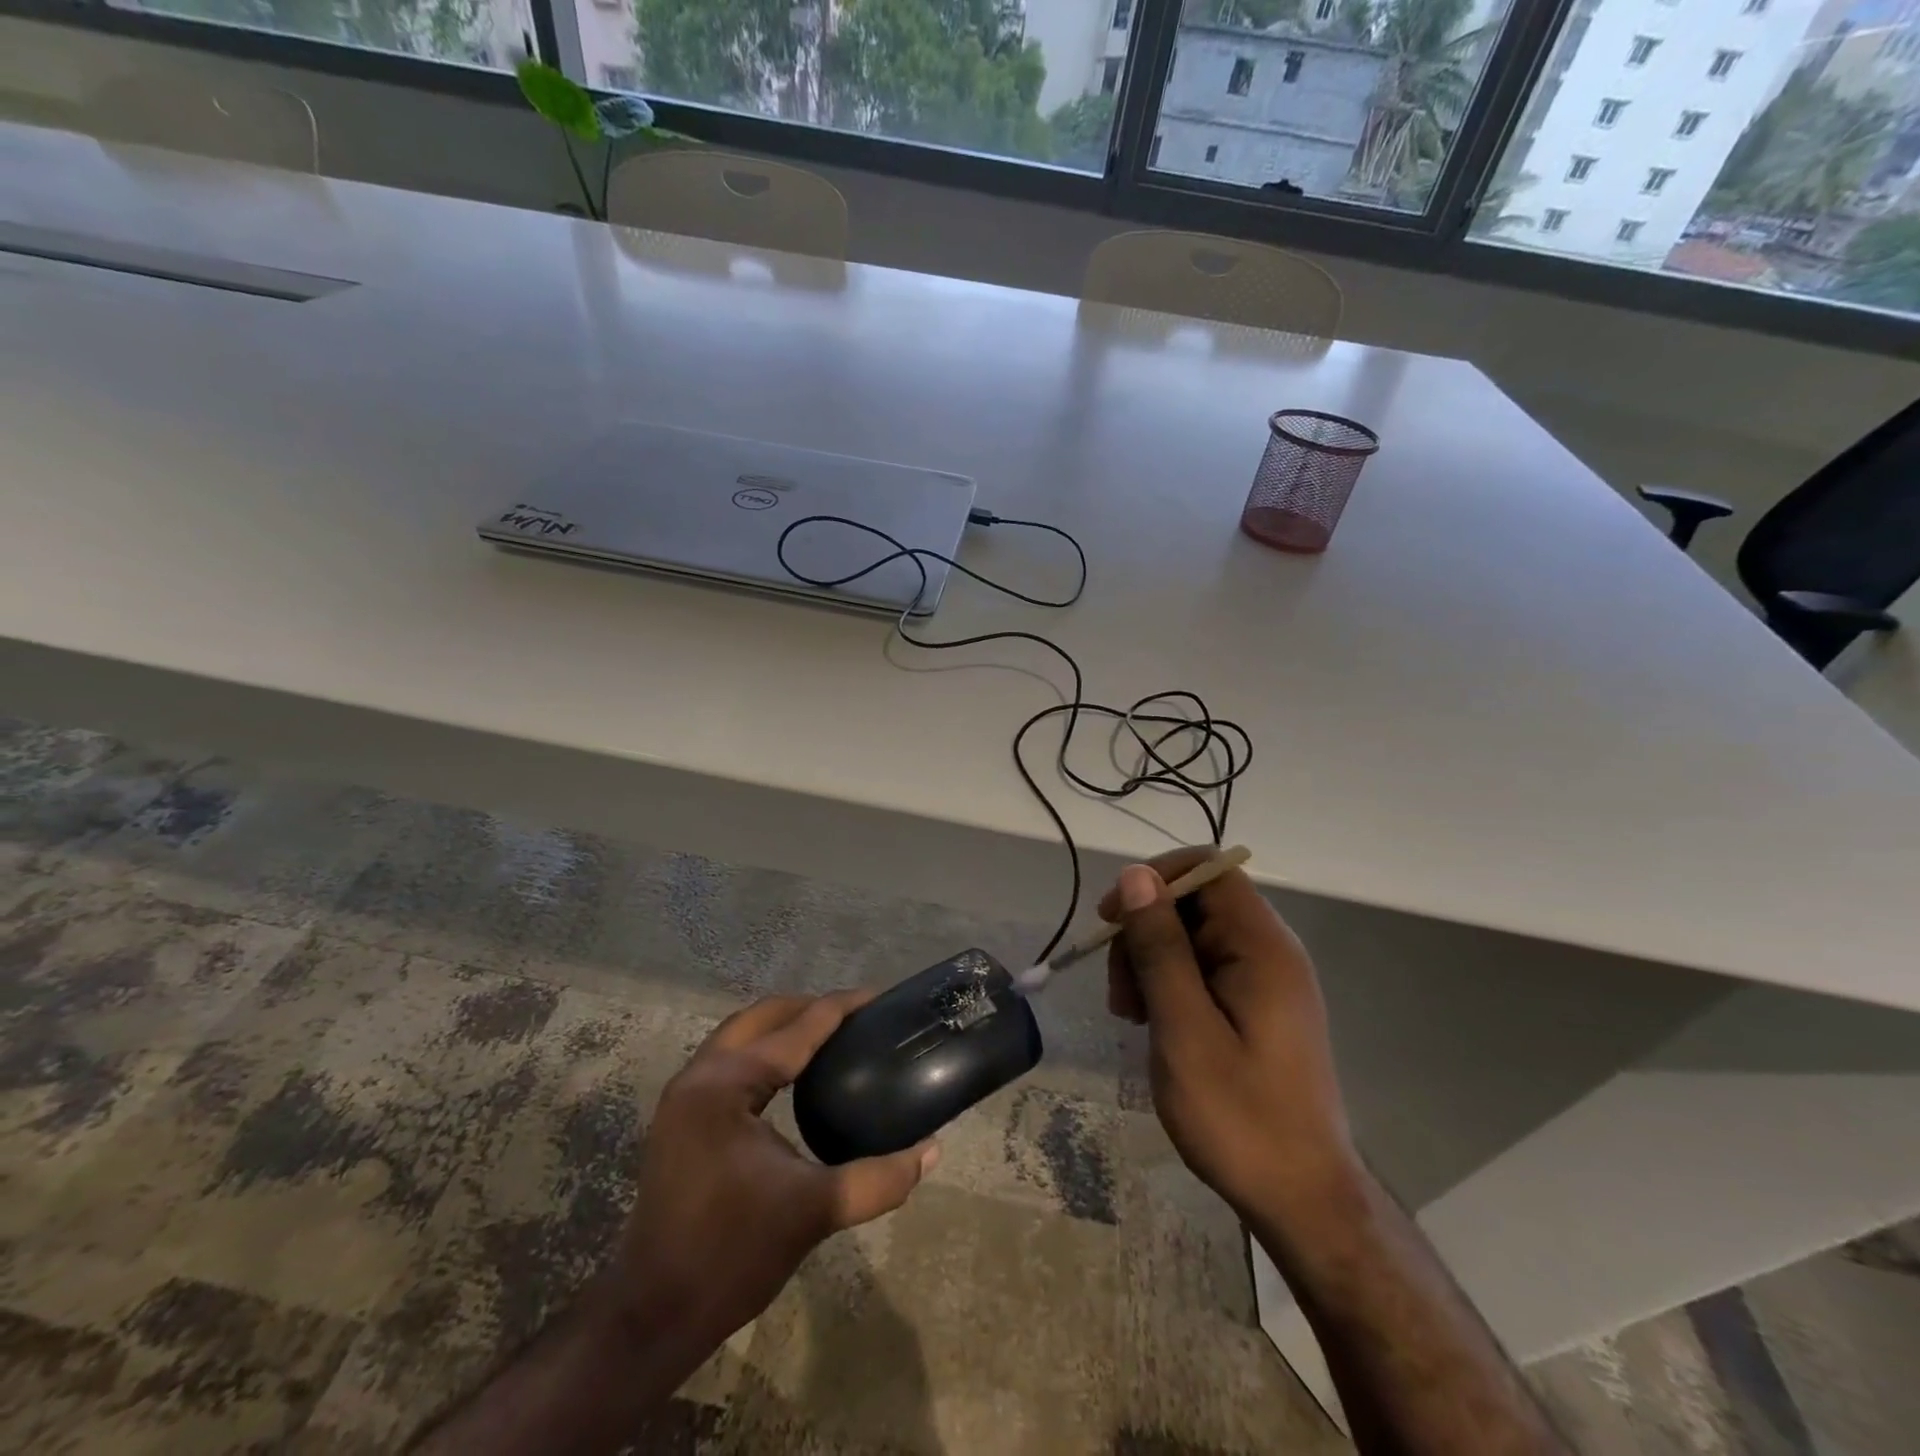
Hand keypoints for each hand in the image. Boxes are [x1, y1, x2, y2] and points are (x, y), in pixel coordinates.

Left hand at [591, 991, 938, 1361]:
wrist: (653, 1315)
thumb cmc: (731, 1254)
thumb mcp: (813, 1211)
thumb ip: (878, 1179)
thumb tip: (932, 1150)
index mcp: (727, 1084)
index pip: (796, 1028)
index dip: (841, 1009)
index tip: (880, 998)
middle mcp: (701, 1075)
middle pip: (763, 1017)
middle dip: (811, 1008)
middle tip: (858, 1017)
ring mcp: (684, 1095)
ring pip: (741, 1035)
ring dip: (785, 1026)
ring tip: (832, 1037)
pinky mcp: (682, 1116)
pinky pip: (730, 1059)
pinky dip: (765, 1051)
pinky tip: (794, 1074)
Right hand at [1103, 848, 1356, 1217]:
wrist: (1302, 1201)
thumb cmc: (1240, 1118)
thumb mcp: (1184, 1029)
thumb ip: (1160, 948)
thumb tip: (1137, 875)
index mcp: (1262, 947)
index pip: (1208, 870)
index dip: (1155, 880)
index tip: (1113, 921)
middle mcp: (1270, 952)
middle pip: (1196, 904)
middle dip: (1146, 933)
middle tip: (1119, 993)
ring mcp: (1266, 981)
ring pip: (1193, 937)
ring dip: (1151, 962)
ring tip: (1130, 1015)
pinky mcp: (1258, 1008)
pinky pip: (1205, 970)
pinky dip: (1170, 985)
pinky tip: (1152, 1023)